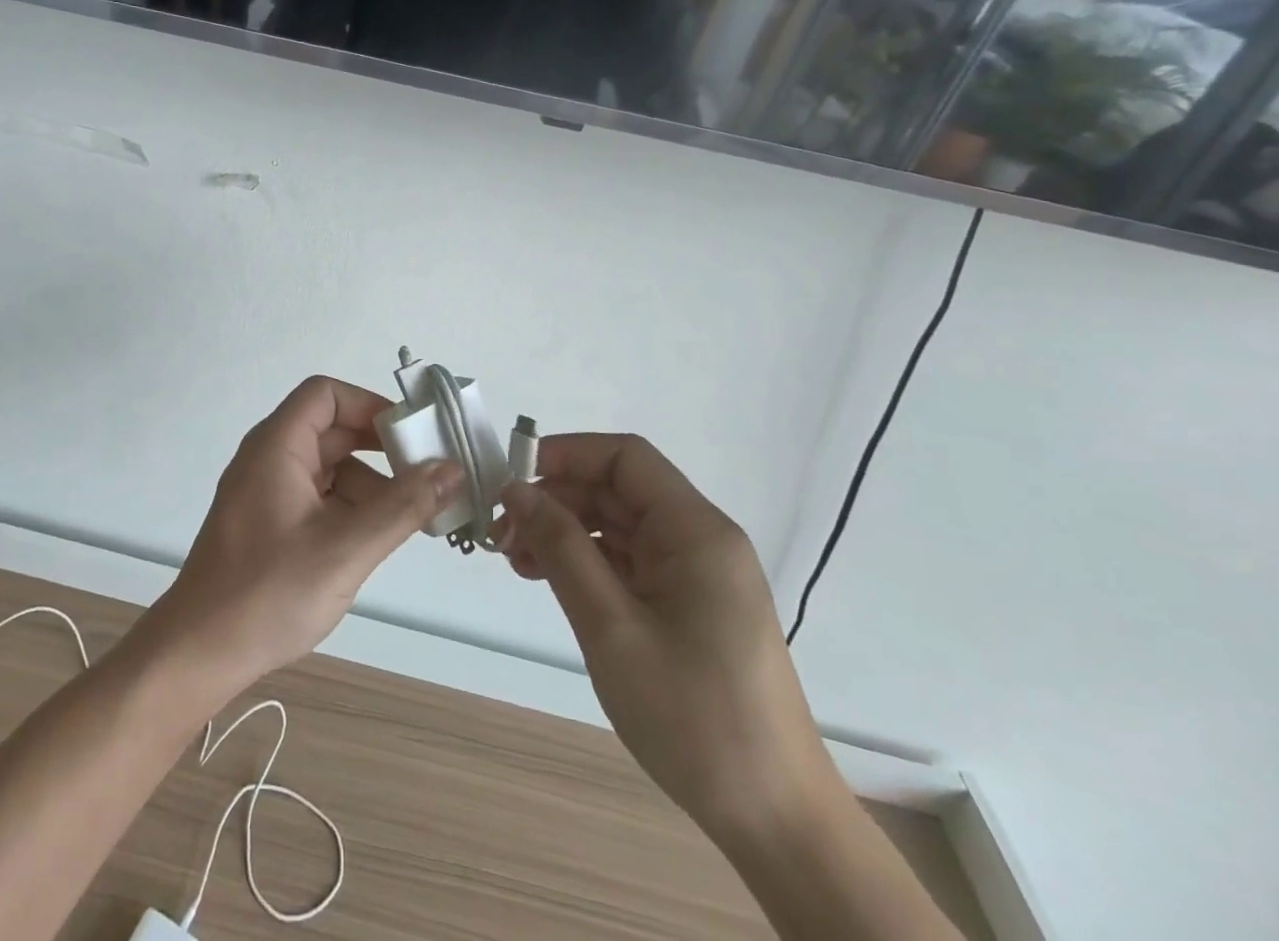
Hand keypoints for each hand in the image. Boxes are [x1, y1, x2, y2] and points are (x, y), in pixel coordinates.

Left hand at [143, 377, 460, 703]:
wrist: (198, 654)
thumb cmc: (268, 593)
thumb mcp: (345, 549)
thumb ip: (402, 507)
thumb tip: (453, 469)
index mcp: (277, 446)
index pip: (326, 395)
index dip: (370, 405)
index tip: (412, 435)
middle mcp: (270, 458)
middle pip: (332, 430)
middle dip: (380, 450)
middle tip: (428, 475)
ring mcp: (268, 492)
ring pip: (330, 468)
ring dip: (371, 485)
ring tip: (413, 518)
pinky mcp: (270, 523)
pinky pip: (319, 497)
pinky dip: (351, 509)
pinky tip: (376, 540)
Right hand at [493, 435, 833, 841]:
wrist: (776, 822)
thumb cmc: (694, 717)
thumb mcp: (612, 628)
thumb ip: (562, 549)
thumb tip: (517, 490)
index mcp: (696, 531)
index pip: (626, 458)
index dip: (568, 454)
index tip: (514, 478)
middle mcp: (699, 541)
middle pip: (617, 491)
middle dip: (556, 500)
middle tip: (502, 532)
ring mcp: (695, 575)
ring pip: (617, 527)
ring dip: (564, 532)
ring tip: (515, 559)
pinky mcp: (688, 607)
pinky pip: (628, 563)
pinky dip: (585, 563)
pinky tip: (548, 579)